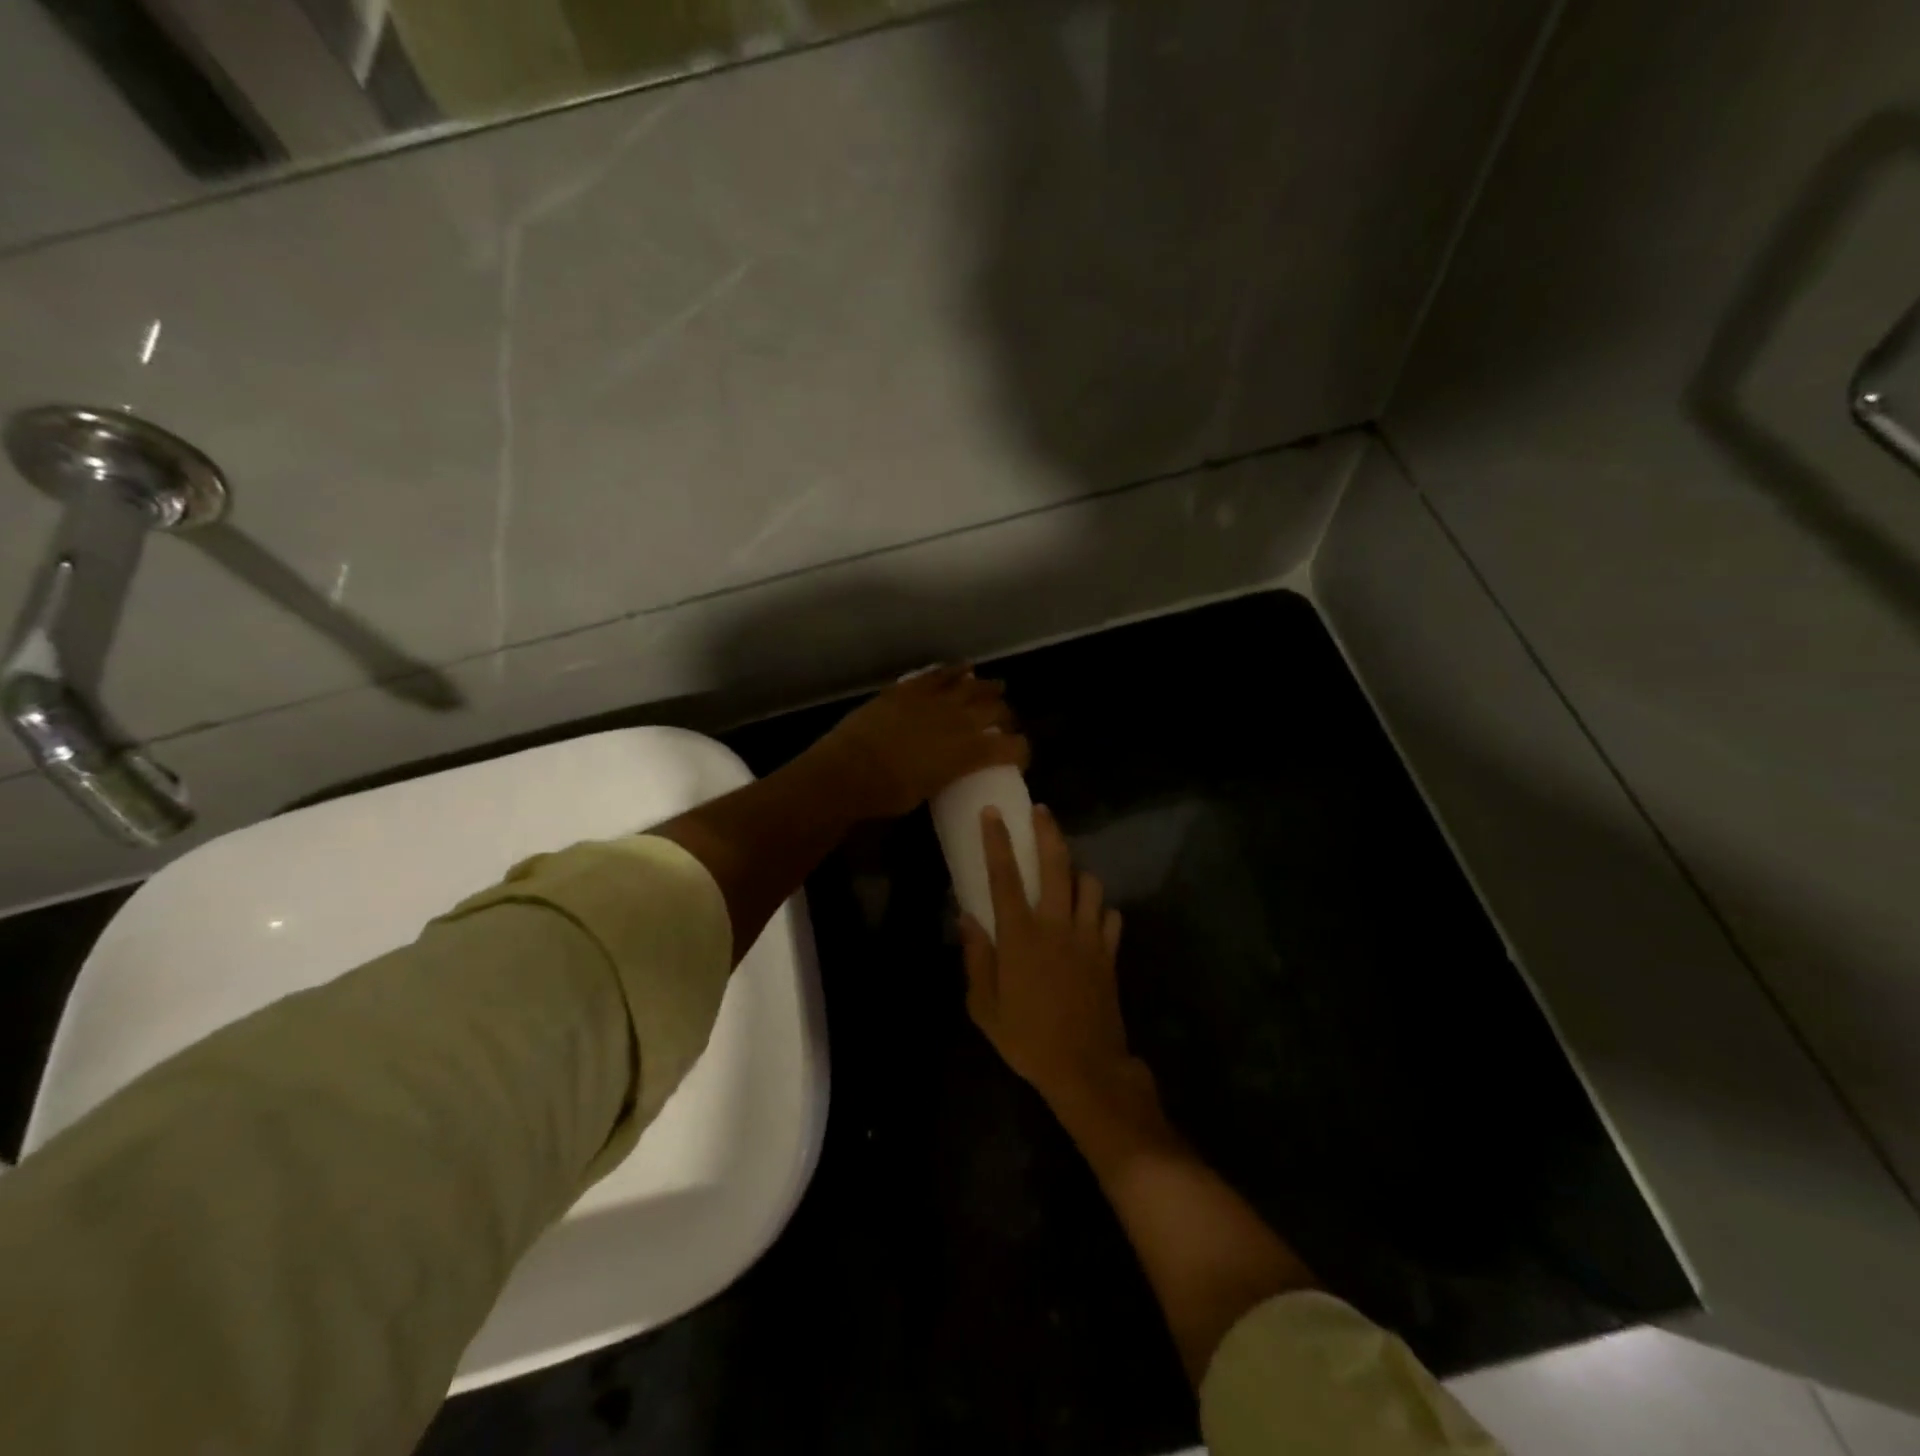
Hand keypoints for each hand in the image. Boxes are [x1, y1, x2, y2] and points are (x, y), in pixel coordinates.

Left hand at [815, 665, 1030, 820]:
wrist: (849, 770)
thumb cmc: (888, 794)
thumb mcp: (929, 791)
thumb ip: (947, 774)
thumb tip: (948, 768)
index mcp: (969, 752)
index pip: (1011, 748)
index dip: (1021, 751)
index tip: (1019, 755)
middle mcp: (959, 721)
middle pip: (996, 710)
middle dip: (1006, 716)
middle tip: (1006, 722)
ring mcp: (934, 700)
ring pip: (972, 686)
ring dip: (987, 687)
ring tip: (996, 687)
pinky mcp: (909, 689)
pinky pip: (938, 674)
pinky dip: (954, 670)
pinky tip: (964, 668)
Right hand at [961, 804, 1153, 1117]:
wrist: (1086, 1069)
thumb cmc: (1027, 1039)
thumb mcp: (984, 1007)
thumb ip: (976, 958)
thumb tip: (966, 917)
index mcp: (1020, 936)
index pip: (1004, 877)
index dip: (997, 841)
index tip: (992, 813)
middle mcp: (1056, 926)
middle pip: (1056, 865)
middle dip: (1048, 832)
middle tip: (1040, 811)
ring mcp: (1088, 937)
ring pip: (1090, 885)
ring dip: (1077, 873)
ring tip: (1067, 874)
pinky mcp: (1109, 953)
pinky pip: (1110, 917)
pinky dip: (1101, 910)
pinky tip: (1091, 917)